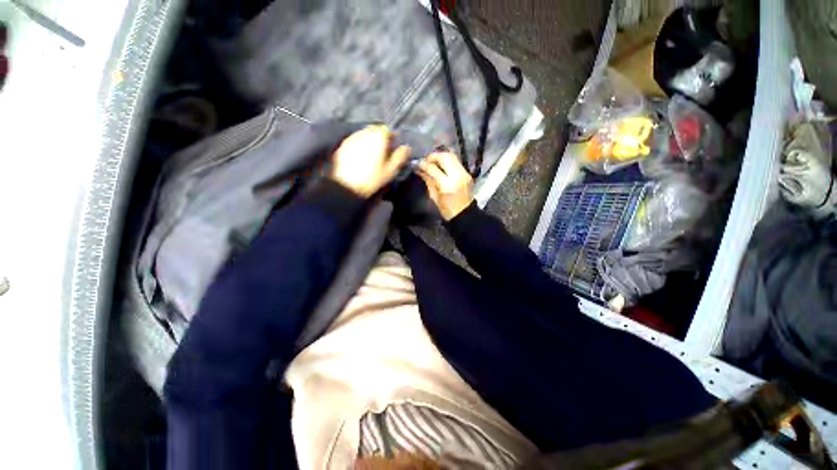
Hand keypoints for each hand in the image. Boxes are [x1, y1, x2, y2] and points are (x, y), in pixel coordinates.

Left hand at [331, 125, 410, 196]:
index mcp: (378, 138)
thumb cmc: (372, 179)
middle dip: (379, 137)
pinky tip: (360, 157)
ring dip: (369, 140)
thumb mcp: (390, 170)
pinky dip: (359, 145)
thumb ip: (400, 156)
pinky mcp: (343, 145)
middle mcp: (364, 133)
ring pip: (363, 134)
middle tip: (382, 151)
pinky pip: (354, 140)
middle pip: (374, 129)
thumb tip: (406, 147)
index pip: (387, 130)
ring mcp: (352, 138)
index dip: (391, 137)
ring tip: (371, 154)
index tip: (392, 147)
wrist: (347, 186)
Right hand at [417, 151, 473, 220]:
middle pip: (444, 157)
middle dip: (433, 156)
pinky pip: (456, 161)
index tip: (417, 163)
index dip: (423, 164)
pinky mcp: (467, 173)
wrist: (465, 214)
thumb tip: (419, 169)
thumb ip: (428, 180)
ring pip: (452, 156)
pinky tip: (441, 165)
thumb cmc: (447, 210)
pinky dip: (447, 160)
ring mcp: (464, 173)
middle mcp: (457, 176)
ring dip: (440, 156)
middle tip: (425, 160)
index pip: (433, 168)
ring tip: (433, 161)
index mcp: (447, 185)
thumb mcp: (434, 196)